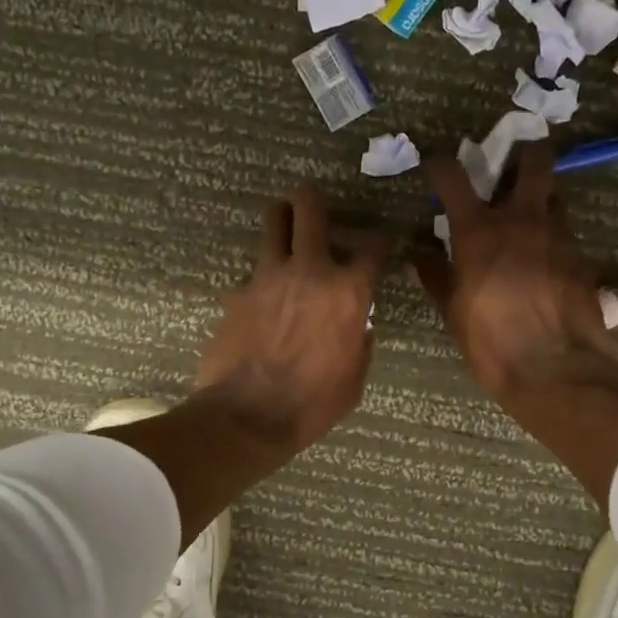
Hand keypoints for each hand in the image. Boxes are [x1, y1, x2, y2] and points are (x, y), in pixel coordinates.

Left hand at [194, 186, 390, 452]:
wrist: (247, 416)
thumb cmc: (312, 404)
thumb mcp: (354, 378)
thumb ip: (360, 342)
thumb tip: (359, 326)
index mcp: (348, 293)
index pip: (373, 246)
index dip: (380, 240)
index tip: (378, 243)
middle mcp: (310, 271)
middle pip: (310, 208)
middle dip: (313, 200)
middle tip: (313, 205)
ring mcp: (268, 276)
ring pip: (272, 221)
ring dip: (281, 219)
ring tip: (283, 227)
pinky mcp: (238, 290)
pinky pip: (252, 269)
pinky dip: (261, 275)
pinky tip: (261, 296)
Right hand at [413, 140, 617, 403]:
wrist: (556, 368)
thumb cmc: (491, 340)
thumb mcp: (453, 311)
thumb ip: (435, 276)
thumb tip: (417, 257)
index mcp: (479, 230)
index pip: (453, 176)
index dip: (440, 164)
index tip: (434, 166)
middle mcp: (522, 219)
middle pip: (533, 160)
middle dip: (525, 150)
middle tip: (512, 162)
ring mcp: (558, 234)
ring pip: (554, 194)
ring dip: (540, 196)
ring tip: (527, 216)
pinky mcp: (581, 256)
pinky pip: (564, 230)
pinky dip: (551, 233)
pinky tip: (543, 256)